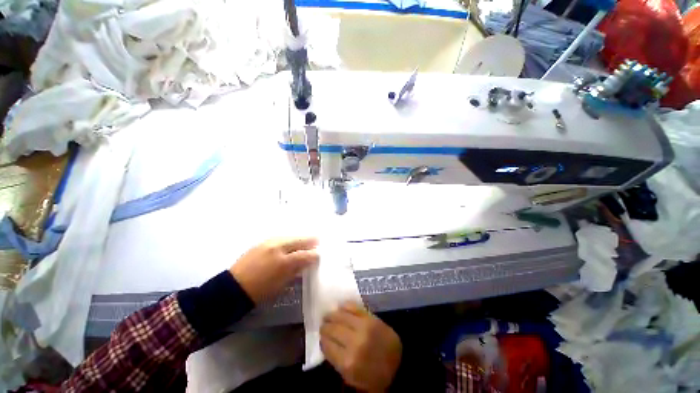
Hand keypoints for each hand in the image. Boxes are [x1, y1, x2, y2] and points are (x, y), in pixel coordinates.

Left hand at [230, 238, 318, 303]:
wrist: (232, 288)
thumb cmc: (259, 291)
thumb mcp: (280, 284)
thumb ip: (295, 270)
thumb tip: (306, 262)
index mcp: (283, 262)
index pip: (303, 255)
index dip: (313, 254)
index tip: (319, 254)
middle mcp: (277, 248)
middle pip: (297, 241)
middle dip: (309, 241)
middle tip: (317, 240)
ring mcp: (268, 243)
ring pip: (289, 237)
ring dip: (299, 238)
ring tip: (306, 239)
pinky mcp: (261, 243)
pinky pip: (280, 237)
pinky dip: (288, 238)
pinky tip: (291, 240)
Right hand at [320, 302, 401, 391]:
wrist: (399, 365)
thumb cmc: (373, 376)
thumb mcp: (351, 377)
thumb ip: (337, 360)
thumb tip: (325, 343)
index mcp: (348, 362)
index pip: (327, 345)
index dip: (322, 339)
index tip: (321, 336)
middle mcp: (354, 342)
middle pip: (333, 329)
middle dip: (325, 326)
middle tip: (323, 324)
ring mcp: (363, 327)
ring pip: (341, 316)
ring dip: (332, 315)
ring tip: (328, 315)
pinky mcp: (371, 318)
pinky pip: (354, 307)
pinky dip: (346, 306)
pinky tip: (340, 307)